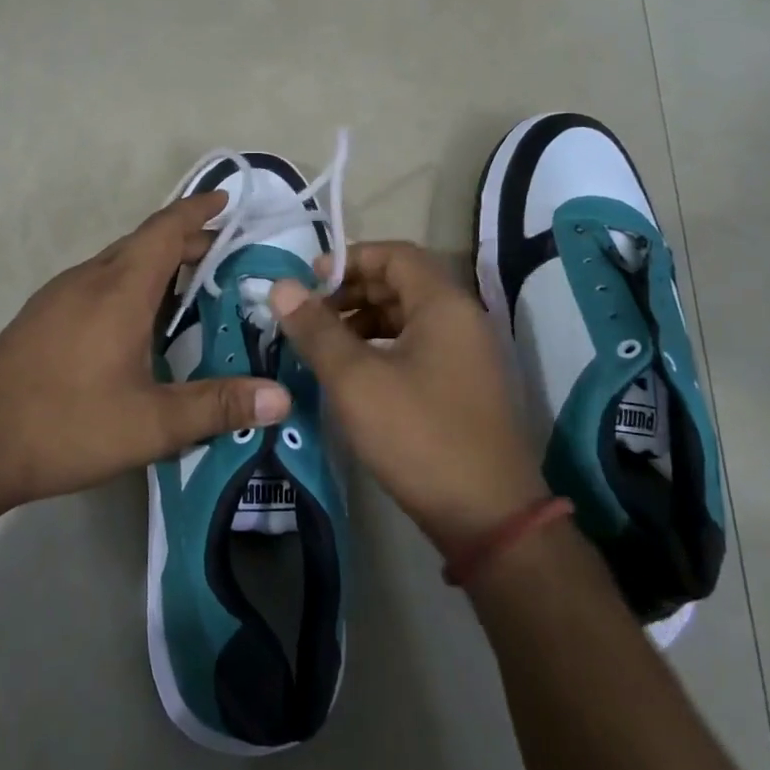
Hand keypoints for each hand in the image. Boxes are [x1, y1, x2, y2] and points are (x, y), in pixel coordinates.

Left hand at [0, 192, 291, 513]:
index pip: (166, 230)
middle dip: (187, 242)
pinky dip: (130, 285)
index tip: (226, 198)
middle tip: (227, 258)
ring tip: (191, 289)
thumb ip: (217, 407)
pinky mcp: (42, 318)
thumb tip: (282, 398)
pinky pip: (98, 284)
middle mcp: (89, 279)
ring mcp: (59, 297)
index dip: (198, 210)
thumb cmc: (64, 423)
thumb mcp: (150, 423)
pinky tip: (138, 325)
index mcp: (119, 288)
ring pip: (118, 263)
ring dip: (156, 265)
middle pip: (144, 242)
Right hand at [269, 242, 547, 552]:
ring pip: (410, 316)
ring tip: (325, 344)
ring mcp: (469, 354)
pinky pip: (420, 346)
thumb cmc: (418, 435)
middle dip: (353, 290)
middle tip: (310, 313)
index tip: (309, 280)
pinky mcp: (466, 385)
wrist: (488, 516)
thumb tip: (281, 286)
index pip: (395, 254)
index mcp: (444, 304)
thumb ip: (317, 329)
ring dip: (366, 320)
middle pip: (403, 282)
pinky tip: (356, 372)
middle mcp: (463, 318)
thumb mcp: (356, 380)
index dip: (350, 258)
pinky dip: (384, 346)